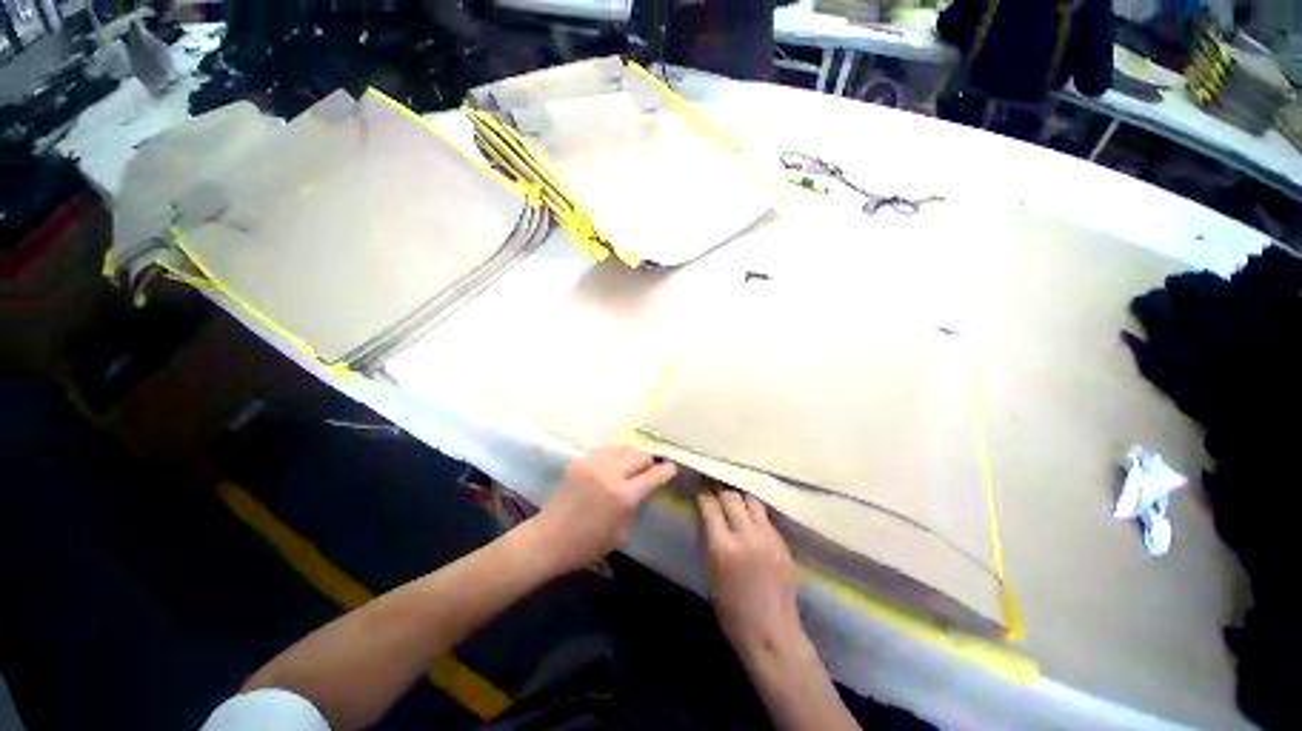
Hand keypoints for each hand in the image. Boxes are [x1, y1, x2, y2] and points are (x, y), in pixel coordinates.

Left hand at [531, 446, 676, 574]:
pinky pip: (605, 450)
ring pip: (623, 447)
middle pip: (641, 454)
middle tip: (650, 469)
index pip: (654, 474)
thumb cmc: (587, 545)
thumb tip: (644, 489)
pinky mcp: (580, 461)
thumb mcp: (621, 532)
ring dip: (632, 455)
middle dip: (650, 461)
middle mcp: (611, 473)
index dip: (667, 470)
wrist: (548, 539)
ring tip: (632, 465)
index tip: (672, 468)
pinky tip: (612, 466)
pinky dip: (615, 455)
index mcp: (624, 495)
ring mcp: (594, 464)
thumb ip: (635, 505)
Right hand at [698, 491, 803, 658]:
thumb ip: (708, 541)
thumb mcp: (710, 575)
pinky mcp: (782, 543)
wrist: (772, 634)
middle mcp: (747, 535)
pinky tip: (752, 522)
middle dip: (720, 495)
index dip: (702, 497)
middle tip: (715, 498)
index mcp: (724, 547)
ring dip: (740, 501)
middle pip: (732, 498)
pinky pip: (766, 518)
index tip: (699, 493)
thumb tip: (706, 518)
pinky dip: (755, 515)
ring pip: (752, 502)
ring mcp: (768, 538)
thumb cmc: (732, 612)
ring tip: (736, 507)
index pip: (710, 506)